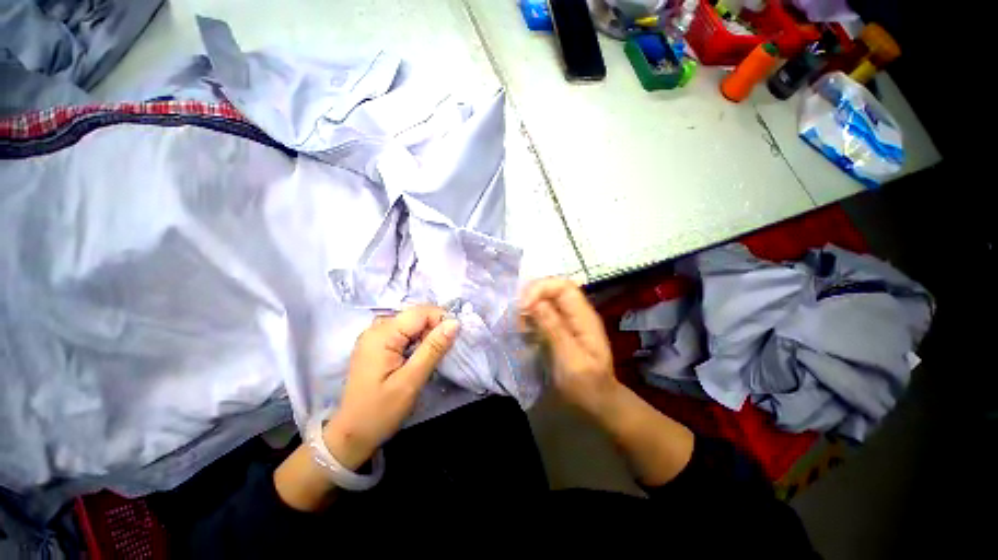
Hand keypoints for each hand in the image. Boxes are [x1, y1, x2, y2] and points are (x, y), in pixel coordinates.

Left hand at [324, 305, 459, 469]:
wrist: (352, 435)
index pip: (420, 312)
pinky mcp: (377, 345)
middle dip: (433, 329)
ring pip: (411, 323)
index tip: (453, 340)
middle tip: (440, 354)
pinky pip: (403, 333)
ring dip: (426, 336)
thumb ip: (433, 348)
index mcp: (382, 334)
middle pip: (415, 316)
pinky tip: (417, 358)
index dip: (441, 320)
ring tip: (428, 358)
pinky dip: (416, 341)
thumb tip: (454, 323)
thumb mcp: (411, 381)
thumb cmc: (380, 411)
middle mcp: (376, 328)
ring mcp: (375, 336)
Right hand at [521, 278, 619, 415]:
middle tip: (518, 317)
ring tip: (520, 327)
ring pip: (545, 301)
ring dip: (529, 309)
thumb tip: (535, 302)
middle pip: (552, 290)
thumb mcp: (571, 360)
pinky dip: (530, 320)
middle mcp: (575, 313)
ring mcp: (567, 321)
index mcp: (584, 316)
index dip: (541, 288)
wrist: (598, 404)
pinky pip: (542, 315)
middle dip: (532, 298)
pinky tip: (524, 334)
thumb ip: (554, 329)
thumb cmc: (587, 385)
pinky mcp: (558, 330)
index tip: (523, 306)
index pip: (563, 286)